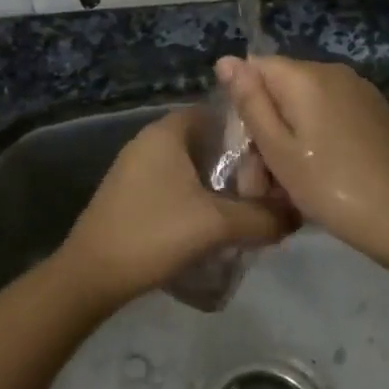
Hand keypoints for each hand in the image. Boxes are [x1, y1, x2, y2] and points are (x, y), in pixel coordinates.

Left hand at [58, 107, 298, 304]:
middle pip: (207, 141)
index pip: (219, 113)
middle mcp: (150, 140)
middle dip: (238, 163)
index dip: (249, 131)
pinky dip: (197, 197)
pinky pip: (175, 185)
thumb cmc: (153, 233)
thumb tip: (297, 215)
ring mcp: (136, 167)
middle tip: (267, 188)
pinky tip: (213, 224)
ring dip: (218, 184)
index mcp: (167, 131)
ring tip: (248, 208)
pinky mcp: (130, 194)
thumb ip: (262, 217)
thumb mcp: (216, 225)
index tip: (275, 156)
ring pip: (191, 166)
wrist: (91, 275)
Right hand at [215, 56, 388, 259]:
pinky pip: (330, 114)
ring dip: (290, 137)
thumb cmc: (330, 186)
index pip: (255, 68)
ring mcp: (359, 90)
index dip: (243, 105)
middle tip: (262, 181)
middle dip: (266, 127)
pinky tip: (318, 173)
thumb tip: (225, 60)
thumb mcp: (278, 149)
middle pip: (281, 87)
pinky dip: (316, 138)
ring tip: (288, 186)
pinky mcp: (375, 111)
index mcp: (306, 75)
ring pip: (305, 104)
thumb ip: (250, 102)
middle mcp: (333, 71)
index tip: (245, 148)